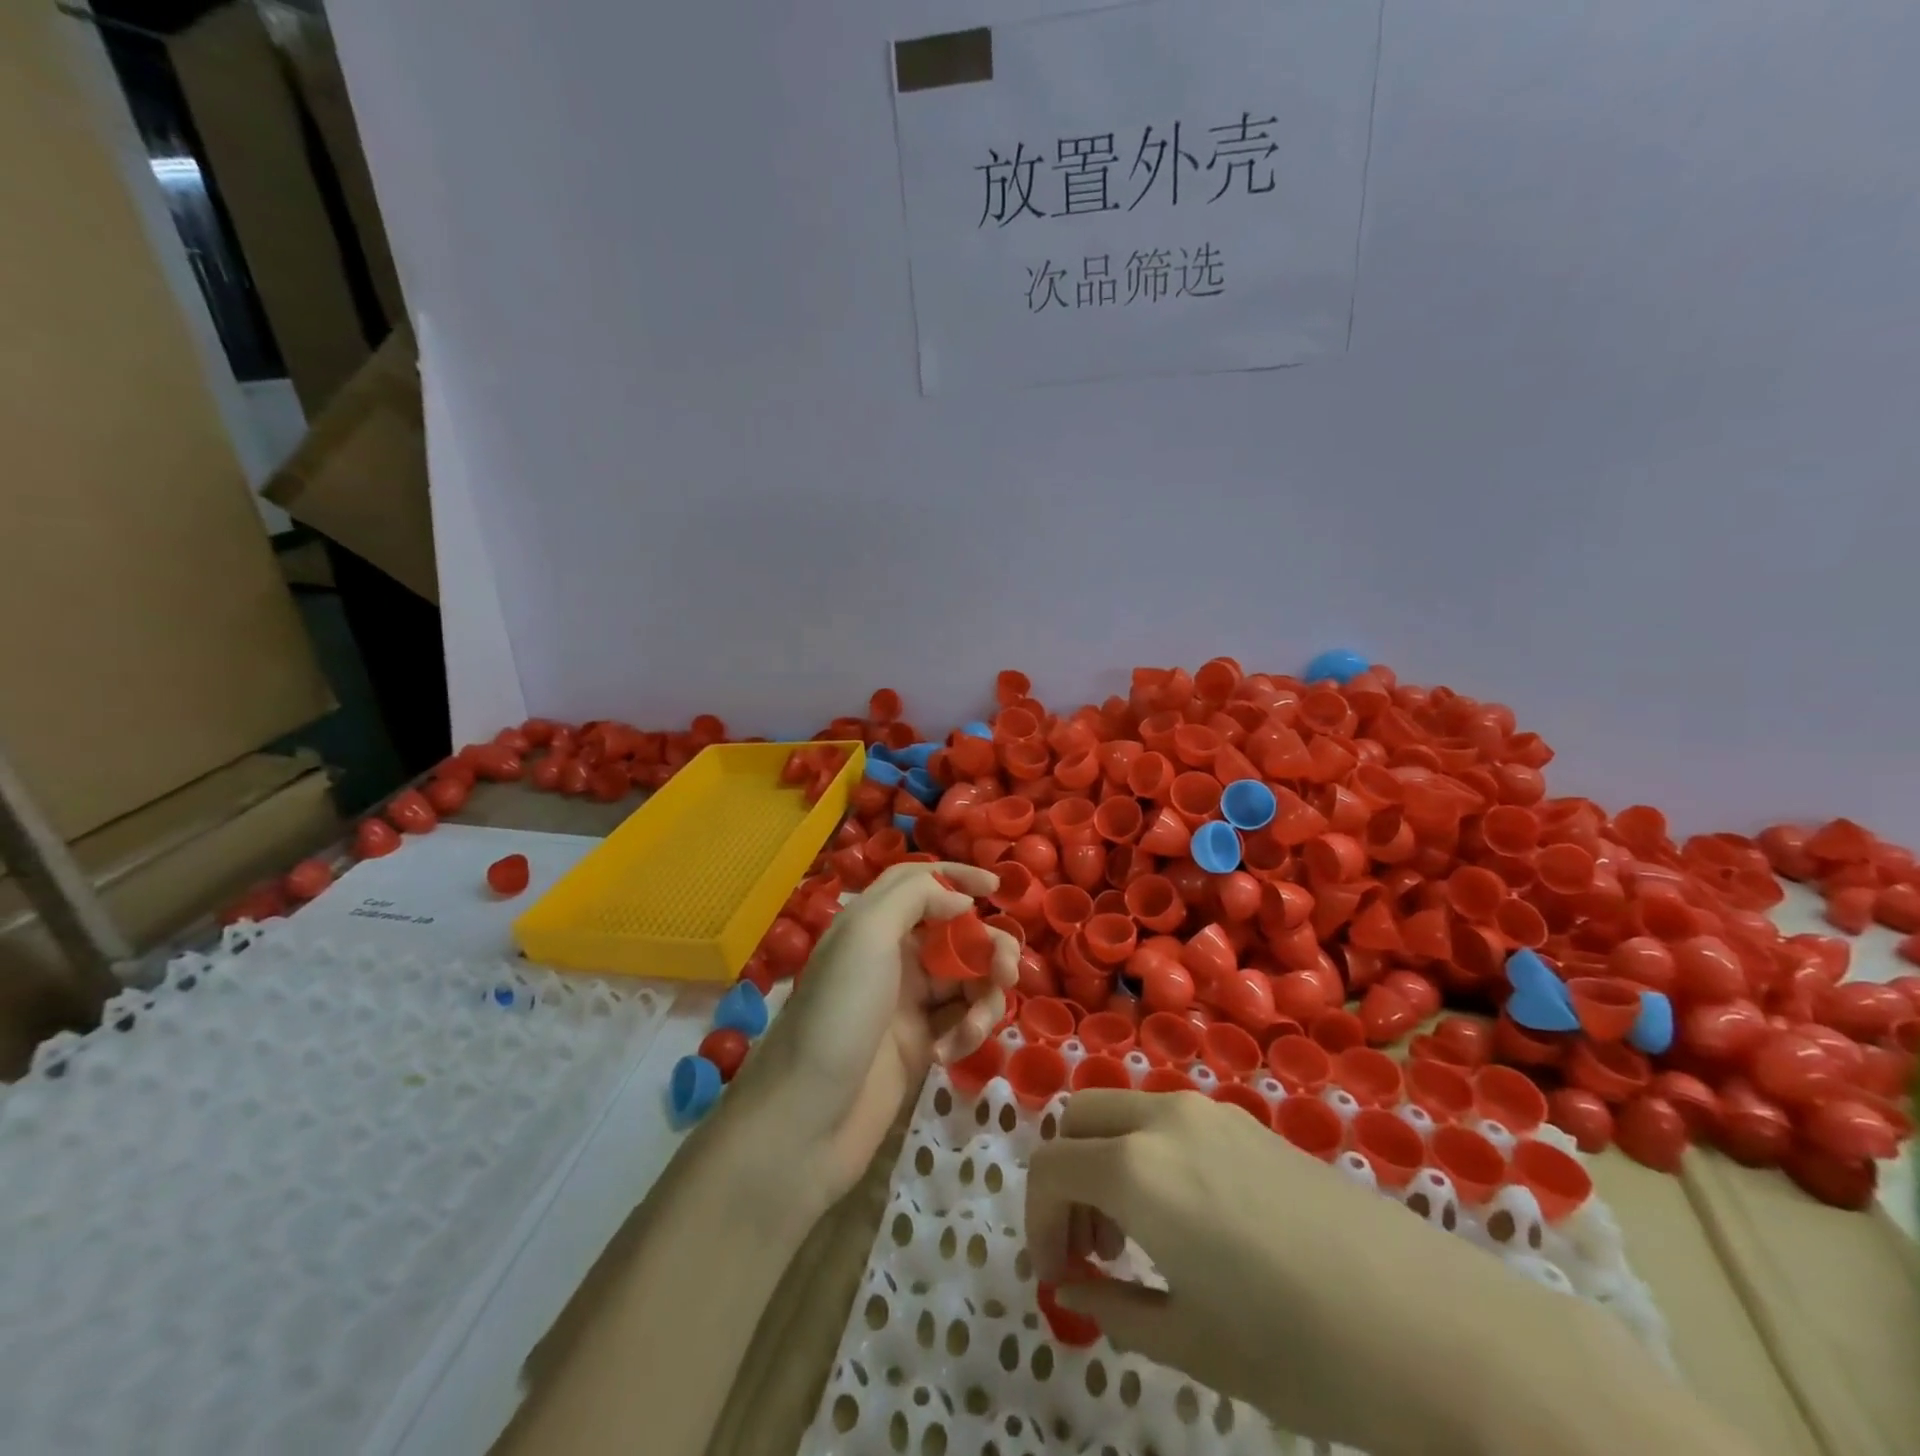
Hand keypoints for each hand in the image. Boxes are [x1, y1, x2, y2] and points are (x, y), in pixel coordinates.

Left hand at [737, 861, 1017, 1211]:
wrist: (807, 1117)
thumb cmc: (838, 1013)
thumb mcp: (867, 935)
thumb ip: (914, 898)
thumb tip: (961, 899)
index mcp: (873, 922)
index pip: (919, 882)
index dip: (957, 877)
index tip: (996, 886)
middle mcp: (892, 955)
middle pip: (955, 932)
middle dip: (988, 946)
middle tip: (1007, 970)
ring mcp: (907, 1002)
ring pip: (967, 978)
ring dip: (984, 995)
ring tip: (976, 1024)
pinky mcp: (920, 1044)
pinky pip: (961, 1021)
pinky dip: (967, 1030)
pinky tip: (950, 1052)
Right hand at [1025, 1089, 1702, 1455]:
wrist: (1438, 1328)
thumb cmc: (1303, 1351)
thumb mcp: (1191, 1342)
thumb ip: (1114, 1304)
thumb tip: (1077, 1283)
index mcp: (1138, 1169)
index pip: (1048, 1169)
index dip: (1036, 1223)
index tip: (1057, 1276)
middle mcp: (1164, 1119)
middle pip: (1076, 1118)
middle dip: (1063, 1178)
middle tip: (1089, 1249)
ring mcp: (1209, 1112)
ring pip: (1121, 1112)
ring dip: (1103, 1161)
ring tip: (1134, 1239)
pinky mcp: (1247, 1122)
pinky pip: (1166, 1120)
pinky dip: (1145, 1153)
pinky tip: (1187, 1220)